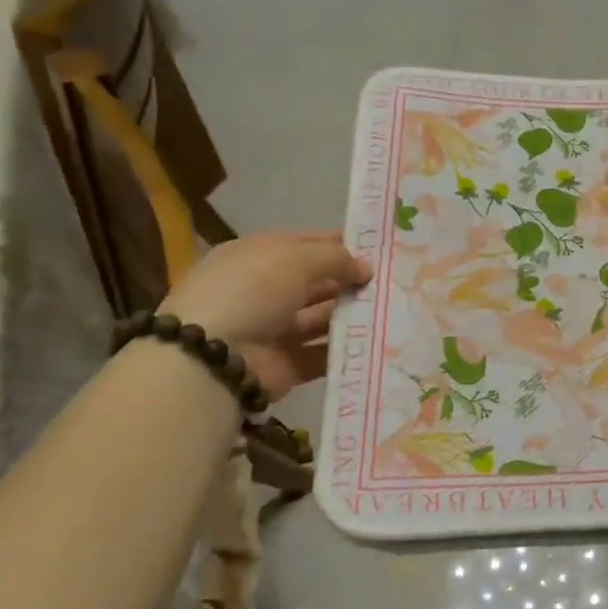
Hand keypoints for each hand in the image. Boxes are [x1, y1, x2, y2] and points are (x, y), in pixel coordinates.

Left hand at [160, 231, 372, 401]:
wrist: (213, 357)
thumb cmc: (251, 291)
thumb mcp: (295, 258)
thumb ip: (336, 258)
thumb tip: (365, 268)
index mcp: (258, 257)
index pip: (306, 244)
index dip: (340, 245)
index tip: (379, 250)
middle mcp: (265, 291)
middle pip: (317, 283)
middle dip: (351, 282)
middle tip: (394, 283)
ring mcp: (274, 329)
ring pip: (322, 318)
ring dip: (352, 315)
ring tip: (393, 311)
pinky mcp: (286, 364)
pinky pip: (322, 354)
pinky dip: (346, 349)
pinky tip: (378, 341)